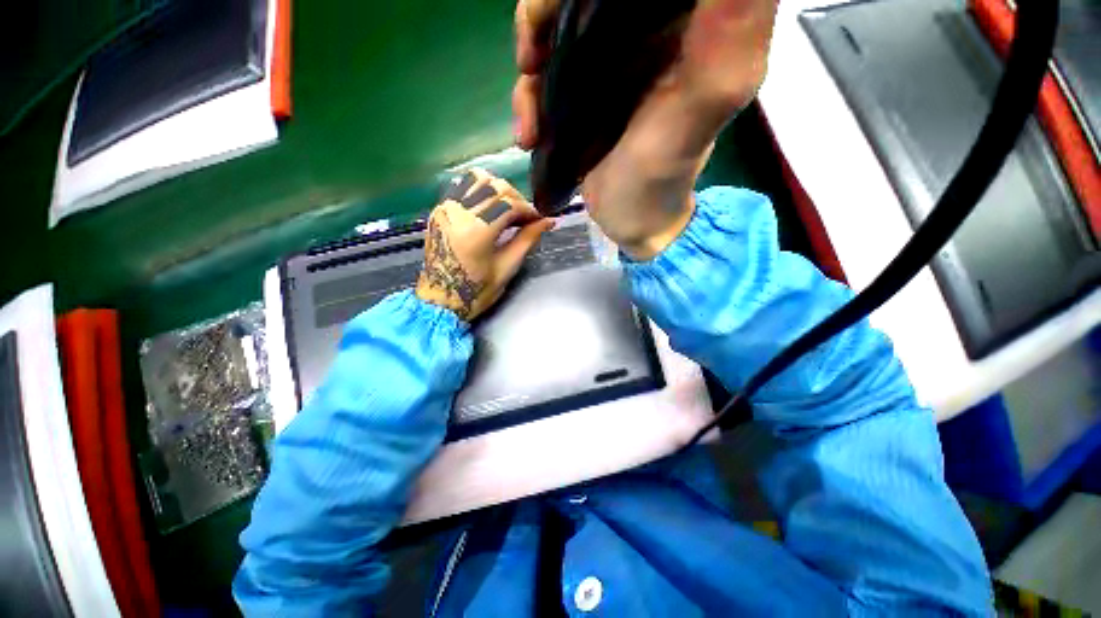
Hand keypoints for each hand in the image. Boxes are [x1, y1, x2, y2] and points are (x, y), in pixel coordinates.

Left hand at [416, 169, 553, 321]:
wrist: (440, 300)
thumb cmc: (476, 291)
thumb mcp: (507, 268)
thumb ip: (527, 240)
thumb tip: (548, 222)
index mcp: (476, 231)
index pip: (509, 204)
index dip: (529, 209)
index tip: (540, 220)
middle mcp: (458, 213)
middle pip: (495, 187)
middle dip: (517, 198)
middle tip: (526, 217)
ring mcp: (445, 209)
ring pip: (477, 179)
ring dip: (498, 189)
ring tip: (508, 209)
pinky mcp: (439, 211)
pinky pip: (462, 187)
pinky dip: (481, 190)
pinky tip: (490, 208)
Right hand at [513, 0, 778, 258]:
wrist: (634, 219)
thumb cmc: (666, 174)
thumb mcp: (705, 102)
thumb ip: (727, 33)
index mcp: (684, 18)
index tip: (562, 9)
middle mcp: (646, 28)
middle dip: (545, 14)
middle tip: (531, 59)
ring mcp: (609, 60)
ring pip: (557, 27)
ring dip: (530, 61)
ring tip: (530, 119)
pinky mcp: (584, 92)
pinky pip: (546, 72)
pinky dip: (528, 97)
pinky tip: (529, 132)